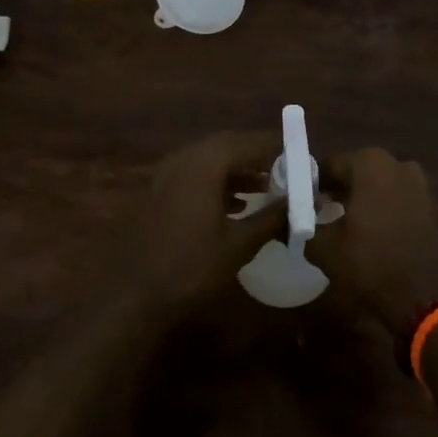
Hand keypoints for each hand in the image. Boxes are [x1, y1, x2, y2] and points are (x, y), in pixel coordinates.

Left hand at [130, 131, 285, 321]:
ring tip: (267, 188)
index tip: (300, 155)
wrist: (133, 294)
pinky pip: (195, 174)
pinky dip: (218, 181)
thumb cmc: (190, 268)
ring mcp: (166, 174)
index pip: (248, 142)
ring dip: (238, 169)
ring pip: (210, 159)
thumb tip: (304, 205)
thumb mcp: (239, 244)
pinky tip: (236, 205)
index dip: (276, 147)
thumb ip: (272, 218)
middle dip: (257, 156)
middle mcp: (184, 159)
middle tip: (285, 170)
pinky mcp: (158, 191)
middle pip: (228, 145)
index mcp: (204, 164)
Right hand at [310, 149, 437, 334]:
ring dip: (361, 197)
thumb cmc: (369, 262)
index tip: (302, 203)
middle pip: (356, 171)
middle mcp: (396, 163)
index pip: (329, 165)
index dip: (313, 184)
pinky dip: (381, 207)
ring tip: (344, 223)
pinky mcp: (429, 204)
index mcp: (369, 163)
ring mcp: (417, 182)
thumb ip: (302, 227)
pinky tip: (369, 231)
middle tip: (320, 212)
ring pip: (378, 184)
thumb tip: (287, 222)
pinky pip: (396, 197)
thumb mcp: (324, 248)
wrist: (423, 294)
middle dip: (338, 188)